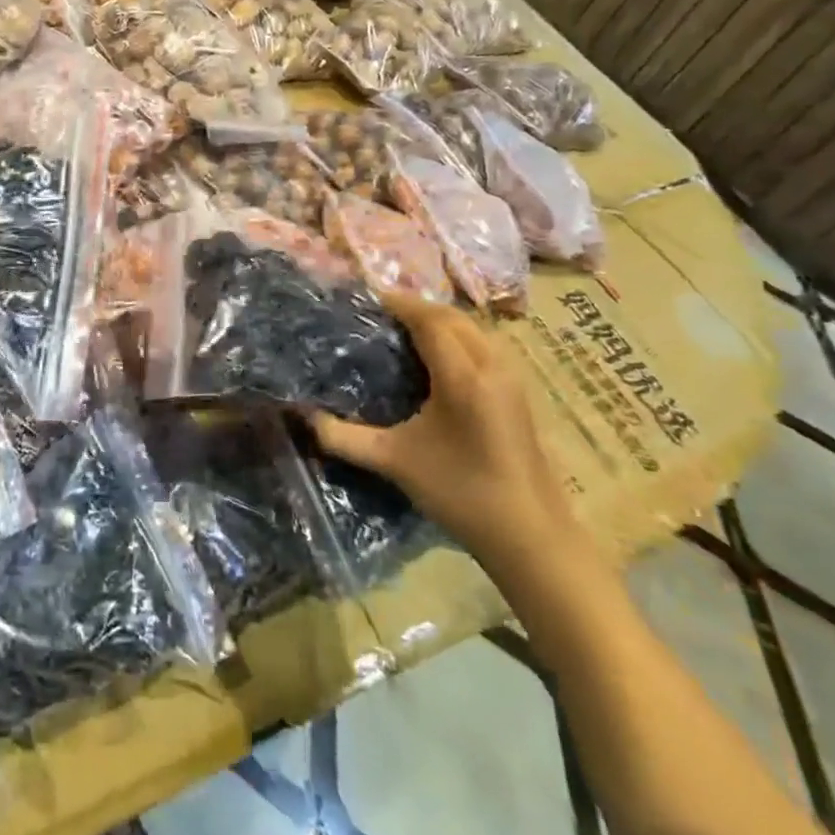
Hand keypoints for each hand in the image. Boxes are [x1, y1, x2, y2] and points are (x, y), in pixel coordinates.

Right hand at [310, 292, 580, 573]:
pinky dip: (457, 337)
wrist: (531, 535)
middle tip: (378, 314)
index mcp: (463, 376)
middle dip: (416, 308)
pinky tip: (436, 358)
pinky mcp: (519, 393)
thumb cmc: (460, 493)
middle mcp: (492, 365)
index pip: (428, 320)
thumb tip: (303, 417)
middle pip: (452, 317)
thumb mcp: (394, 462)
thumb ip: (344, 437)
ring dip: (439, 321)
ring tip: (403, 330)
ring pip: (472, 329)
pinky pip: (484, 345)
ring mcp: (512, 378)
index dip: (397, 303)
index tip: (365, 299)